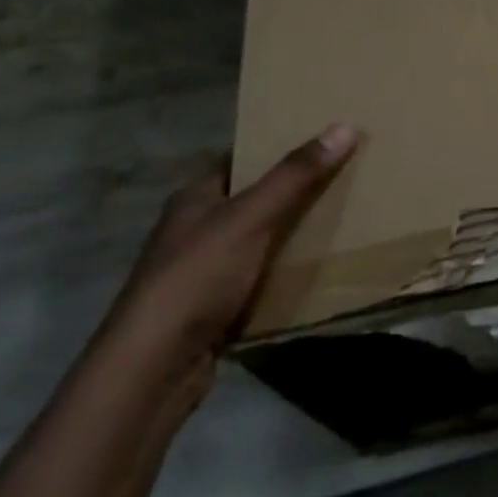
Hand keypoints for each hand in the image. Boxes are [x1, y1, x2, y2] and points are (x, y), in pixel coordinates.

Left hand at [98, 123, 359, 401]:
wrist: (153, 370)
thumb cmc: (196, 278)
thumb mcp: (250, 218)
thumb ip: (295, 175)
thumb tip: (344, 126)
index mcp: (195, 198)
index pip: (240, 159)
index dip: (278, 147)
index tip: (323, 140)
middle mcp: (194, 229)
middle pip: (253, 199)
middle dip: (294, 191)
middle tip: (343, 177)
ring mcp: (201, 271)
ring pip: (258, 241)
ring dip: (292, 235)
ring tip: (342, 219)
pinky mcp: (213, 308)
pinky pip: (258, 279)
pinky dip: (284, 274)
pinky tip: (316, 271)